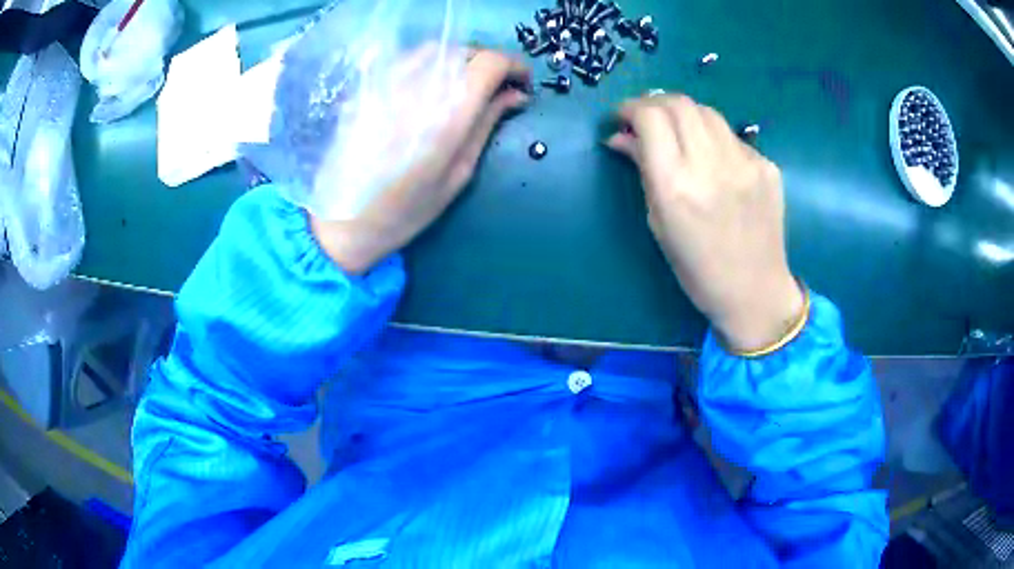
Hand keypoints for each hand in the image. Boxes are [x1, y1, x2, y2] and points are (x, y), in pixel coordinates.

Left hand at [310, 48, 531, 273]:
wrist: (344, 221)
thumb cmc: (407, 210)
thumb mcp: (459, 173)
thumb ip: (486, 125)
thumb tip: (516, 95)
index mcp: (447, 114)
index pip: (489, 63)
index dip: (514, 66)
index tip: (522, 84)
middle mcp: (418, 87)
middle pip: (465, 51)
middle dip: (490, 64)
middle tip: (497, 88)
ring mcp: (389, 84)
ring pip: (437, 50)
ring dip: (461, 60)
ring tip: (466, 85)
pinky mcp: (370, 87)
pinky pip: (408, 59)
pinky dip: (431, 63)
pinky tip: (433, 85)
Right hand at [607, 94, 804, 352]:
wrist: (755, 291)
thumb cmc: (697, 268)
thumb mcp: (658, 222)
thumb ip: (642, 170)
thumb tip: (621, 138)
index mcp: (676, 186)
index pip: (650, 117)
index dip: (630, 108)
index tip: (622, 118)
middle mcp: (711, 165)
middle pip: (678, 103)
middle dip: (654, 104)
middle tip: (646, 120)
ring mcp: (745, 163)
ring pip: (707, 112)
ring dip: (684, 115)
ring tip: (679, 135)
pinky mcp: (767, 166)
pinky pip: (732, 137)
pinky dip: (714, 139)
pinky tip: (714, 163)